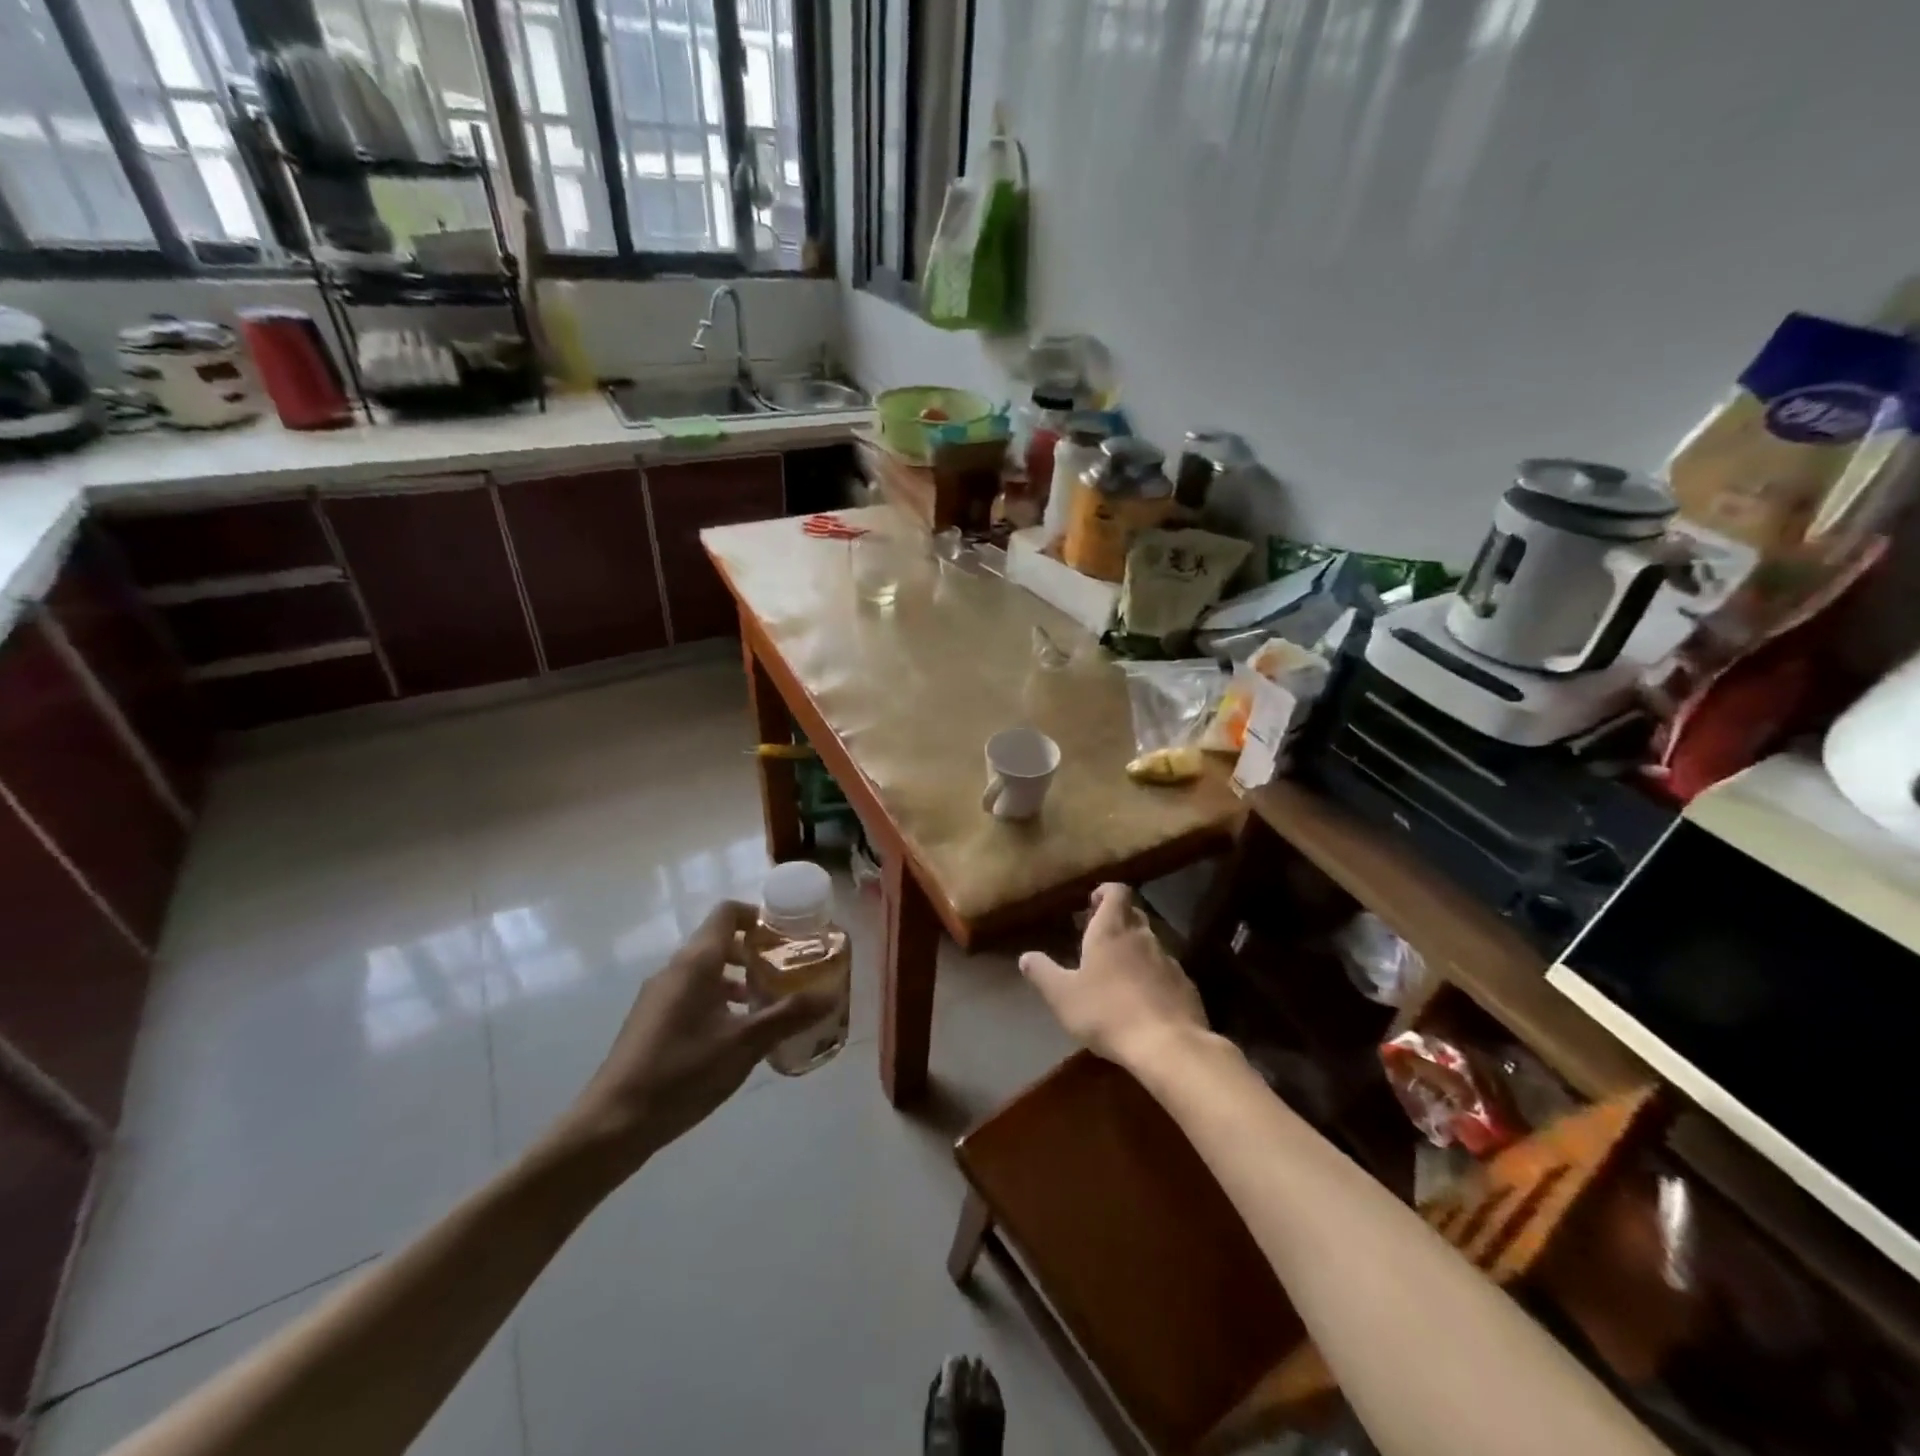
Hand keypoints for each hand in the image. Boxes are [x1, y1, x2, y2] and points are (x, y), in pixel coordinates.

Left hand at [555, 900, 832, 1168]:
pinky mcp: (651, 1019)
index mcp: (696, 963)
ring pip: (705, 969)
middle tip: (786, 971)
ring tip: (766, 1004)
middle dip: (755, 951)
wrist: (612, 1124)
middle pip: (719, 940)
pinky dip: (717, 998)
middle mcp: (674, 969)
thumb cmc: (682, 1073)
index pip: (728, 913)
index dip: (759, 916)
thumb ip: (789, 1017)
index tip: (787, 936)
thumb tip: (831, 997)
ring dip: (737, 977)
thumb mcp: (744, 1045)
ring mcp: (658, 995)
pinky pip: (691, 992)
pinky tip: (734, 1033)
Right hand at [1019, 884, 1206, 1069]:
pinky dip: (1152, 976)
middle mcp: (1142, 936)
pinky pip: (1165, 971)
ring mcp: (1168, 960)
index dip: (1105, 893)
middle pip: (1133, 914)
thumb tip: (1026, 956)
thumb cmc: (1107, 1012)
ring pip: (1150, 943)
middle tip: (1098, 939)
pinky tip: (1142, 1000)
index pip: (1116, 892)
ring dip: (1134, 950)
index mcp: (1111, 930)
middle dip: (1117, 921)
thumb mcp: (1062, 996)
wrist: (1168, 1045)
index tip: (1092, 905)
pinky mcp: (1185, 985)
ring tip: (1117, 974)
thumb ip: (1042, 972)